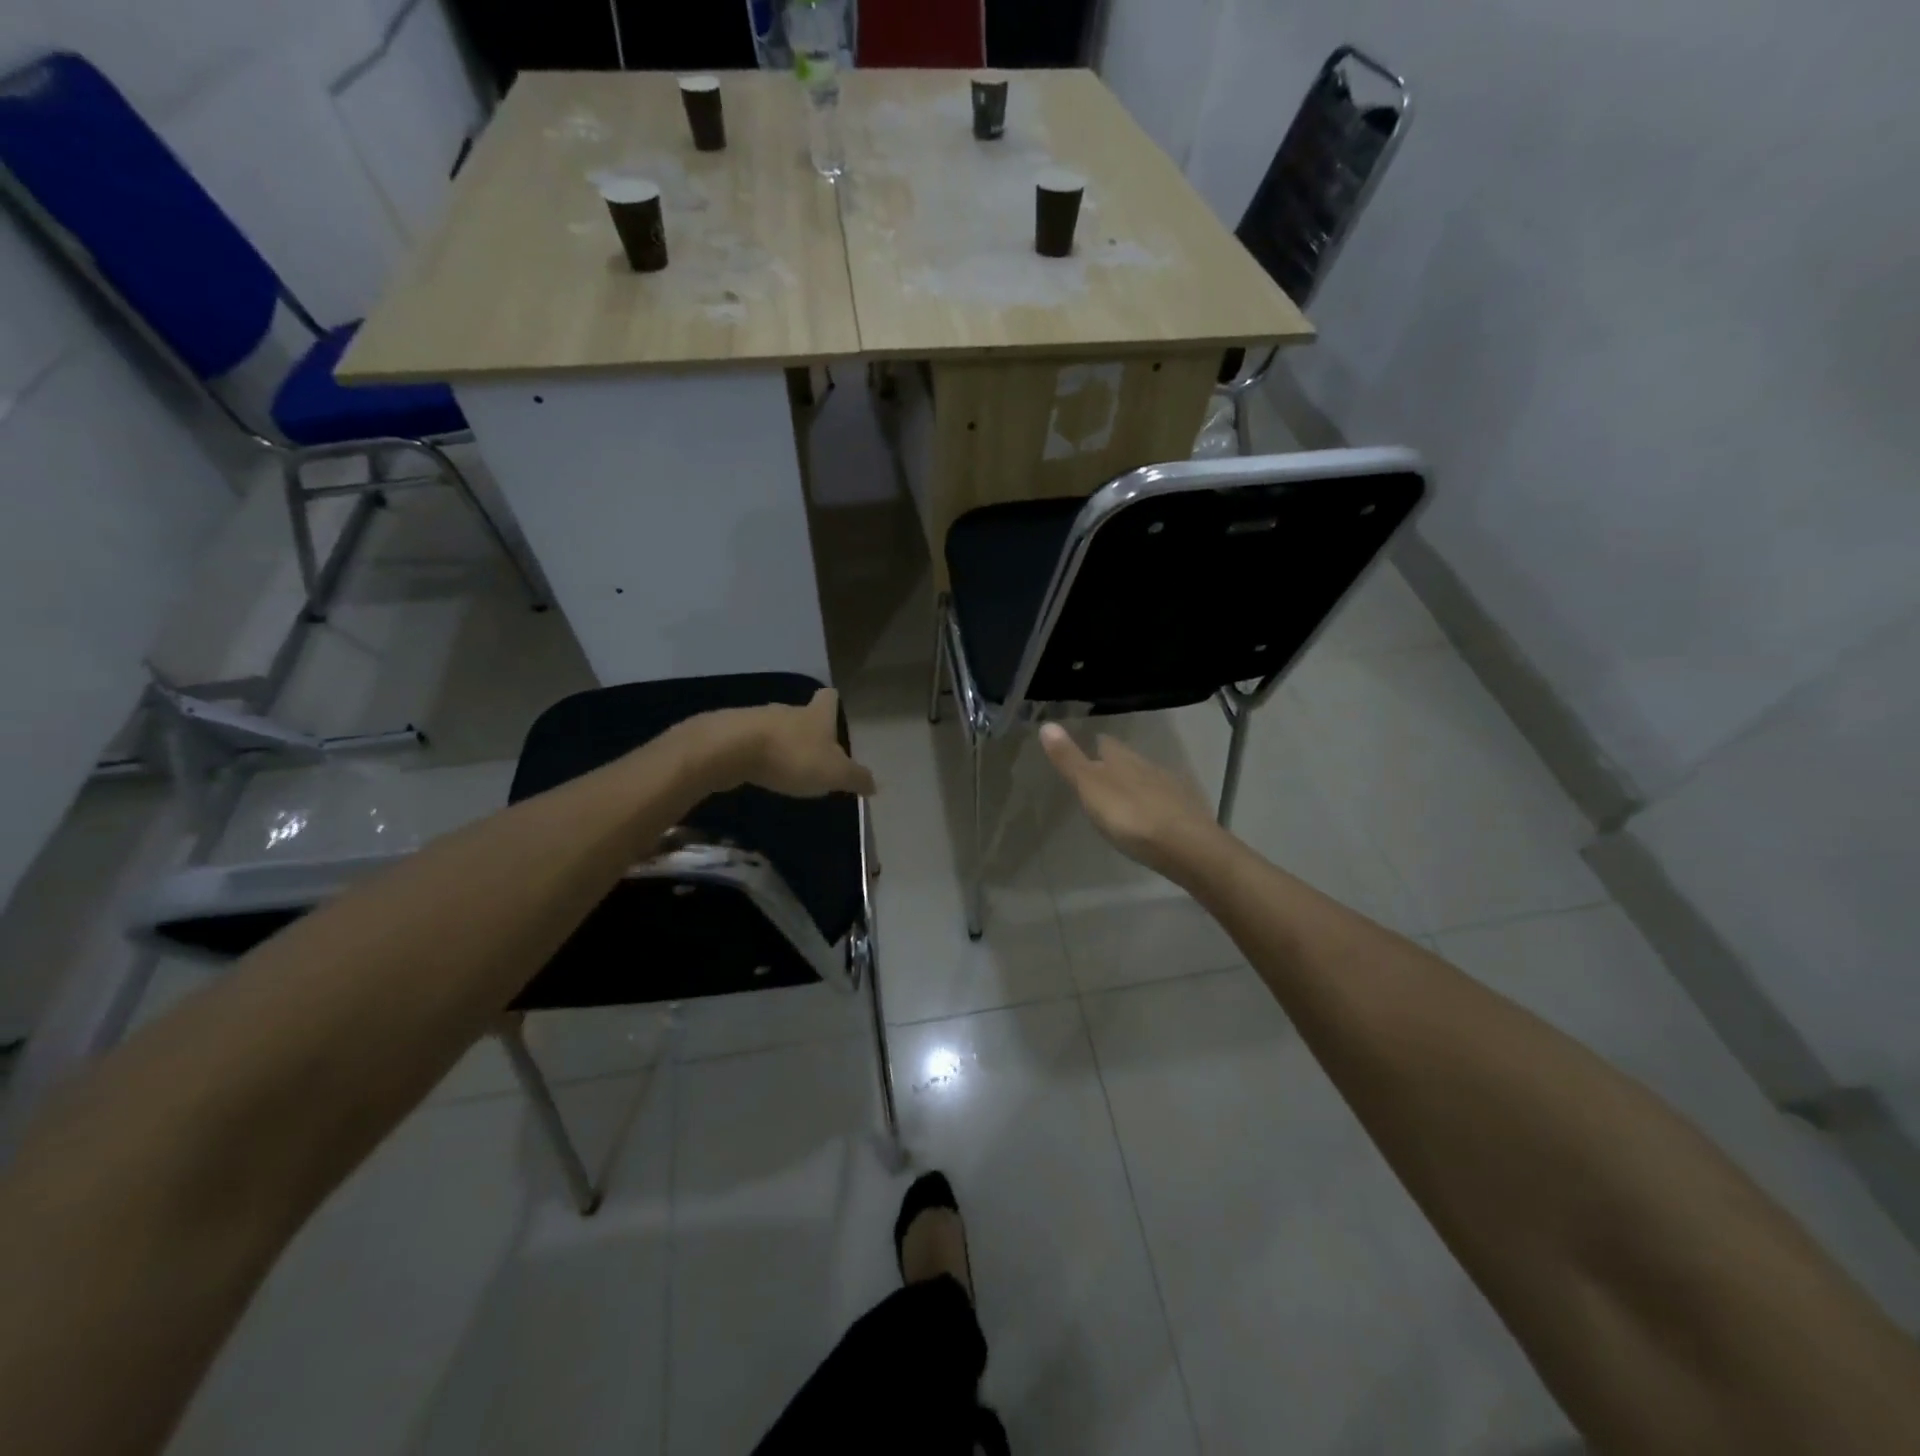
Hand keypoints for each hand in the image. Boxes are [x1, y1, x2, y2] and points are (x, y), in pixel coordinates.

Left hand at [703, 689, 875, 798]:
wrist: (731, 749)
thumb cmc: (792, 757)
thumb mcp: (834, 773)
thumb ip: (856, 778)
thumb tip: (874, 784)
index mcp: (816, 715)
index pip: (829, 698)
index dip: (833, 704)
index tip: (834, 711)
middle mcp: (788, 711)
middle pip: (802, 714)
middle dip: (808, 731)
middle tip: (815, 754)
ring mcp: (757, 719)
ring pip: (776, 728)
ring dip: (782, 744)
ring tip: (787, 767)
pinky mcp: (731, 734)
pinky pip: (751, 742)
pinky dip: (757, 754)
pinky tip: (759, 771)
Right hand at [1039, 723, 1222, 880]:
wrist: (1186, 846)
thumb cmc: (1130, 816)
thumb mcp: (1090, 788)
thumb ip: (1069, 760)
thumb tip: (1047, 724)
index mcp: (1122, 760)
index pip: (1105, 743)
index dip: (1095, 744)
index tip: (1087, 747)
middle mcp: (1148, 766)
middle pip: (1128, 759)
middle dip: (1116, 764)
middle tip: (1101, 775)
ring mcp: (1171, 788)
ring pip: (1148, 778)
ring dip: (1136, 785)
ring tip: (1123, 798)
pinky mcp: (1187, 811)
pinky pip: (1166, 800)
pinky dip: (1155, 804)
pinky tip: (1151, 817)